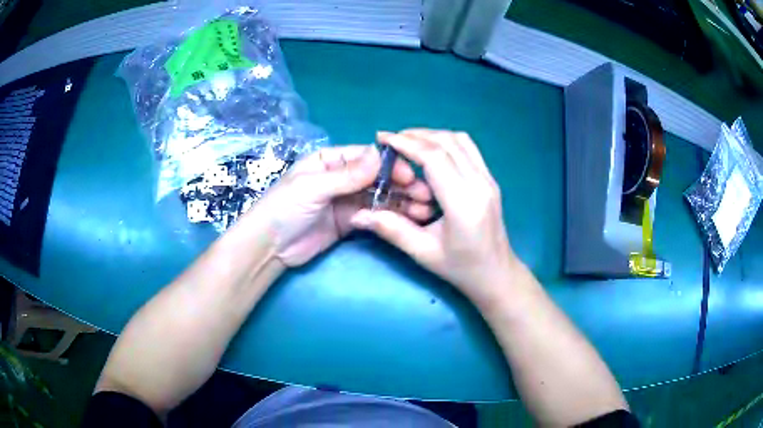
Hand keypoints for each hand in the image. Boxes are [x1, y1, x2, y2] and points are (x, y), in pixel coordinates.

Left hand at [248, 144, 433, 266]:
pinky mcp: (349, 222)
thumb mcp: (313, 187)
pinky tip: (408, 219)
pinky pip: (373, 214)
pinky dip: (390, 216)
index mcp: (329, 160)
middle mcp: (340, 177)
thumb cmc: (283, 208)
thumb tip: (380, 155)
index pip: (365, 157)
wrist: (269, 248)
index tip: (410, 175)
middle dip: (400, 184)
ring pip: (378, 196)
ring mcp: (346, 200)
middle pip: (376, 176)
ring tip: (423, 209)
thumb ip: (347, 174)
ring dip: (400, 201)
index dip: (388, 164)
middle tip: (424, 195)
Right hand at [350, 130, 519, 305]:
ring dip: (432, 135)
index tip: (382, 138)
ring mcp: (488, 179)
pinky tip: (431, 152)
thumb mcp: (423, 253)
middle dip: (415, 135)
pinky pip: (468, 148)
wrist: (496, 273)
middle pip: (447, 142)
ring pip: (460, 140)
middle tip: (391, 141)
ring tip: (408, 143)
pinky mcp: (490, 179)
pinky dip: (446, 142)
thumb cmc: (461, 268)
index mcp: (463, 203)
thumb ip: (392, 229)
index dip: (406, 143)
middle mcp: (480, 184)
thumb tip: (358, 215)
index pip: (435, 157)